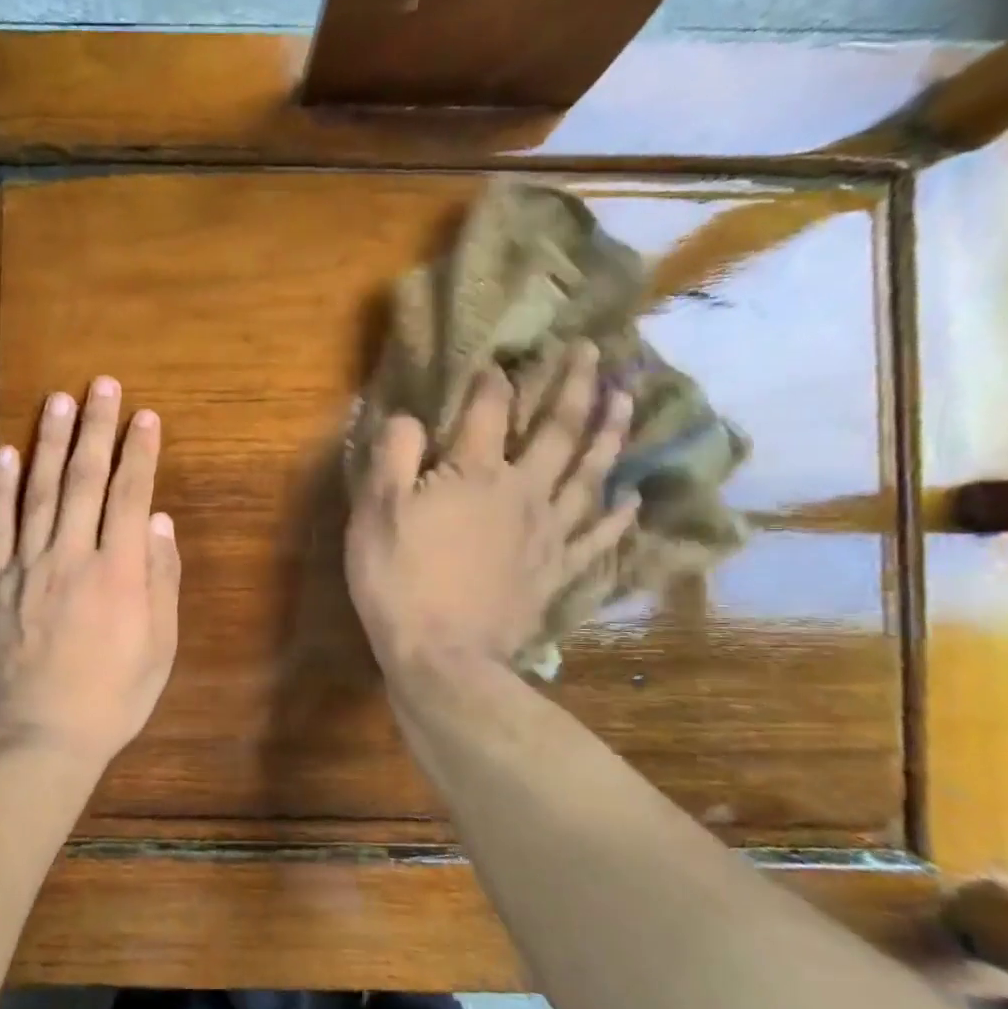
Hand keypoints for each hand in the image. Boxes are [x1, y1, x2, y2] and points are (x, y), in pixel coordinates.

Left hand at [0, 377, 181, 771]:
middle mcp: (73, 556)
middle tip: (101, 385)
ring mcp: (26, 566)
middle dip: (96, 428)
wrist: (39, 737)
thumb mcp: (159, 647)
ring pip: (39, 491)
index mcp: (119, 572)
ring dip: (49, 442)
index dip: (140, 452)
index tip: (146, 417)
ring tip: (57, 401)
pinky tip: (5, 452)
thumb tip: (159, 522)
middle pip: (86, 480)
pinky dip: (0, 486)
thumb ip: (161, 580)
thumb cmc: (112, 698)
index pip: (132, 495)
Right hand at [345, 341, 636, 680]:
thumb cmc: (399, 581)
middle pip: (558, 432)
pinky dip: (617, 515)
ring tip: (627, 400)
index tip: (499, 359)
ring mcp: (547, 534)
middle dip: (574, 387)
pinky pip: (597, 537)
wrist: (441, 657)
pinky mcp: (556, 572)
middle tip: (594, 352)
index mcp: (475, 474)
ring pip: (588, 474)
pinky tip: (631, 497)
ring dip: (609, 434)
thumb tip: (408, 415)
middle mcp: (522, 492)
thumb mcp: (375, 513)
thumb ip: (393, 456)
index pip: (489, 411)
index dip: (493, 381)